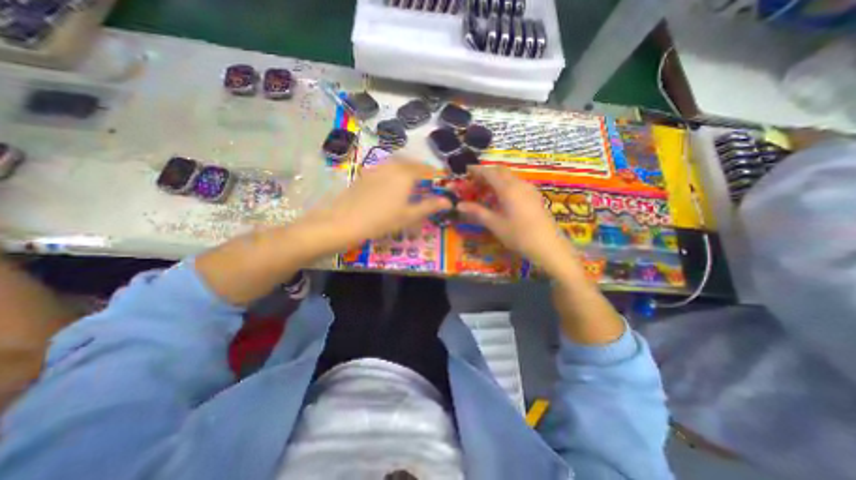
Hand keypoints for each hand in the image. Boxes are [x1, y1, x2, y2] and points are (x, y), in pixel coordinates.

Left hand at [300, 159, 450, 252]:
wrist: (345, 221)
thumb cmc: (382, 220)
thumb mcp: (409, 216)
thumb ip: (429, 206)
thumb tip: (448, 201)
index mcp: (405, 175)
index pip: (424, 169)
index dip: (434, 173)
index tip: (440, 178)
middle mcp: (391, 166)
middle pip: (410, 162)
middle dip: (420, 168)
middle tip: (426, 177)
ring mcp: (376, 169)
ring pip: (396, 162)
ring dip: (406, 167)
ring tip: (410, 178)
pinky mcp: (365, 174)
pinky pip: (384, 167)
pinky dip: (393, 170)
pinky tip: (390, 181)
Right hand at [459, 165, 578, 276]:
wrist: (548, 246)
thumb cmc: (518, 235)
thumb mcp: (494, 224)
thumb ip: (477, 212)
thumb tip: (459, 204)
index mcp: (508, 188)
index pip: (489, 172)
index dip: (476, 170)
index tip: (465, 170)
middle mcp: (519, 184)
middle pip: (500, 171)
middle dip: (486, 173)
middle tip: (474, 182)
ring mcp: (529, 189)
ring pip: (510, 177)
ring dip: (496, 179)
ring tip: (485, 191)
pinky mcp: (535, 196)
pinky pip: (517, 184)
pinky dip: (505, 185)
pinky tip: (501, 198)